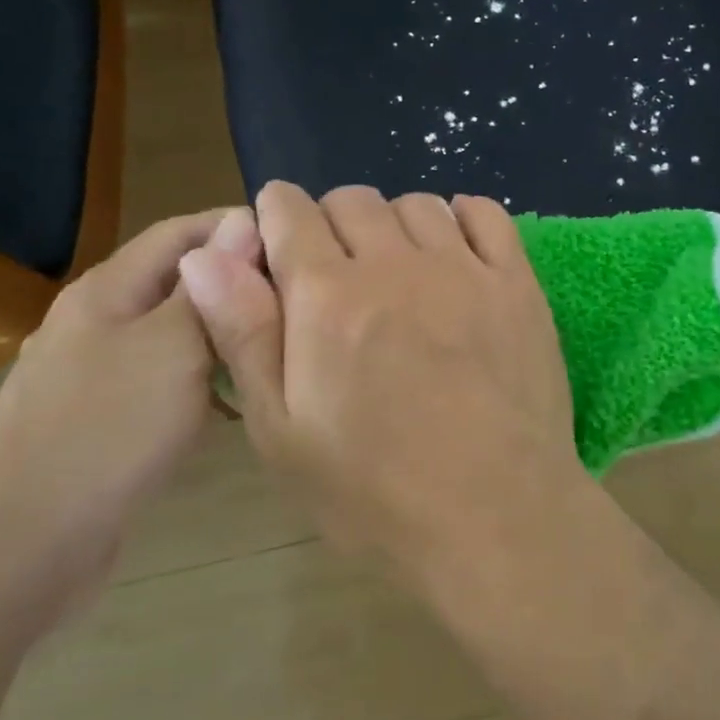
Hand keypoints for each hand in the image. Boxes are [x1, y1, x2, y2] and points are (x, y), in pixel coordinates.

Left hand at [0, 207, 261, 612]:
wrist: (18, 546)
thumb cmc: (105, 429)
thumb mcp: (172, 346)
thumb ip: (211, 286)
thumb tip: (245, 221)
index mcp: (109, 289)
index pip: (182, 230)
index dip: (239, 228)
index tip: (299, 243)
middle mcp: (100, 321)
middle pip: (181, 283)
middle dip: (239, 284)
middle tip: (302, 303)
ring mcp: (98, 374)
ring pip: (177, 336)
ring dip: (225, 336)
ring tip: (280, 349)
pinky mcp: (104, 421)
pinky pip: (166, 382)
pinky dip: (204, 383)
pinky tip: (236, 405)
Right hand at [179, 182, 582, 582]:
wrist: (497, 519)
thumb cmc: (375, 493)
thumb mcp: (282, 432)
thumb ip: (243, 334)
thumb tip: (203, 253)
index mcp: (327, 296)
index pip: (289, 211)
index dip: (276, 217)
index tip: (280, 246)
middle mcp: (395, 265)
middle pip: (352, 200)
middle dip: (331, 224)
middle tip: (338, 278)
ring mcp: (464, 269)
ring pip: (417, 203)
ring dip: (394, 225)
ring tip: (397, 273)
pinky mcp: (516, 284)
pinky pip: (485, 214)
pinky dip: (462, 217)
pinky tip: (455, 253)